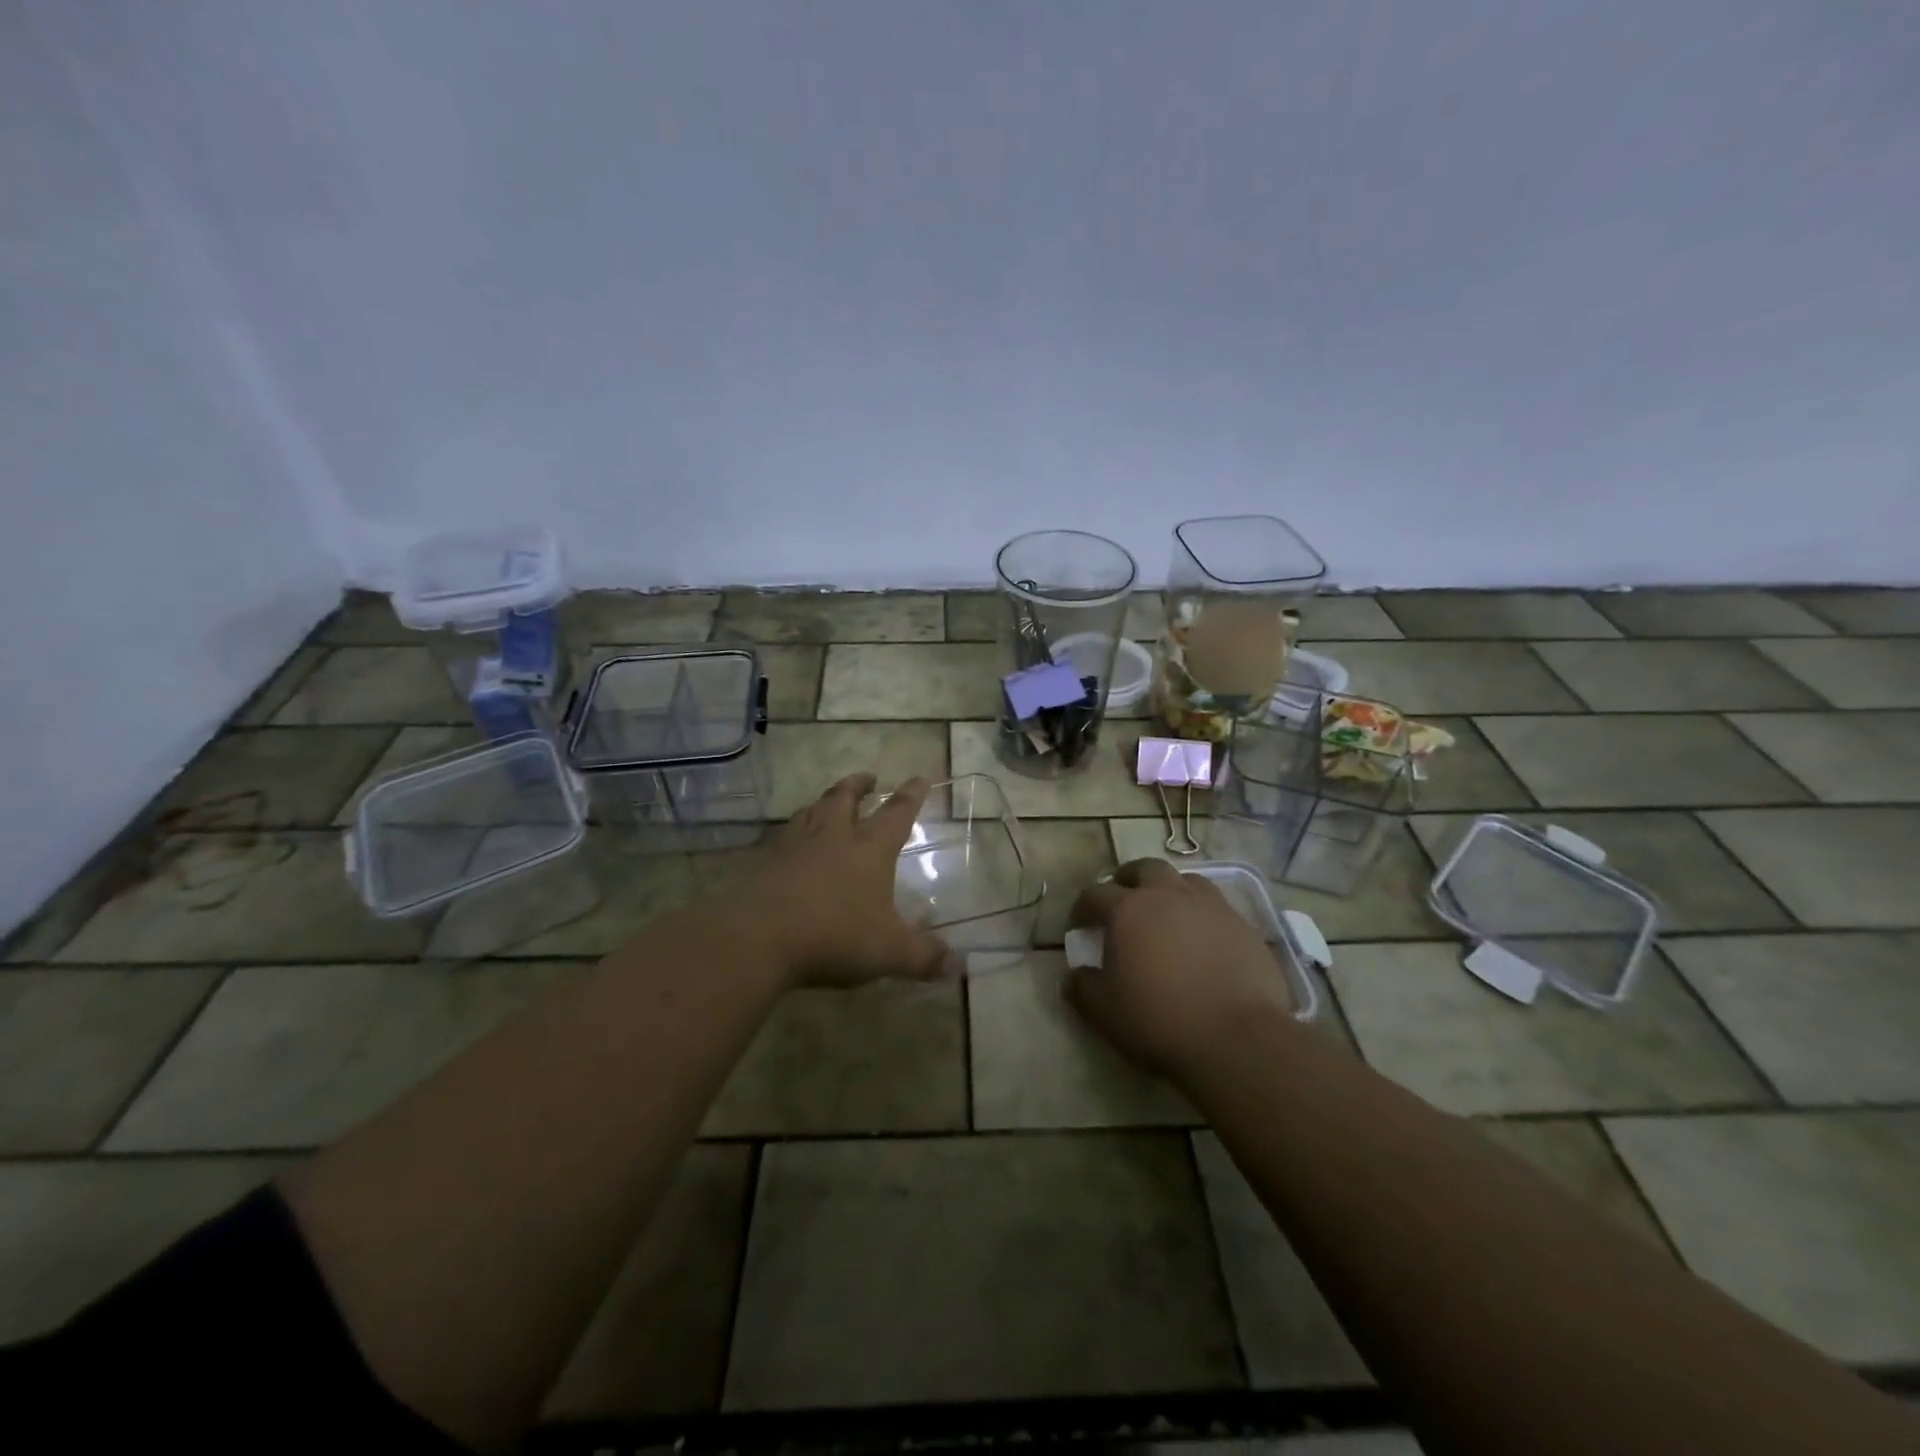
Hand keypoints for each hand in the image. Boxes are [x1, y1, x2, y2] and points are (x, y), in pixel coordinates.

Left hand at [749, 773, 957, 986]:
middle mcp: (833, 836)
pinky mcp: (764, 861)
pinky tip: (791, 843)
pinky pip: (782, 836)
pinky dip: (793, 832)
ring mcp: (794, 845)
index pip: (897, 813)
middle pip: (845, 798)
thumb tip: (960, 964)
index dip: (912, 794)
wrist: (759, 937)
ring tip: (828, 802)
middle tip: (868, 779)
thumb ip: (924, 957)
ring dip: (824, 802)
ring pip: (811, 810)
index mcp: (869, 848)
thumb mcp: (889, 952)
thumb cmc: (835, 936)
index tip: (920, 777)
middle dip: (859, 785)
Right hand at [1066, 858, 1297, 1079]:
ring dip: (1170, 890)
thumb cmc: (1159, 1020)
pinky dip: (1202, 915)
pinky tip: (1203, 940)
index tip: (1080, 925)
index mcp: (1127, 910)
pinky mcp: (1243, 925)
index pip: (1095, 894)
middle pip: (1144, 869)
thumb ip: (1082, 987)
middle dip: (1128, 880)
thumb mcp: (1104, 1011)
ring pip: (1185, 880)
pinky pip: (1216, 907)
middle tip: (1123, 902)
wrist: (1237, 1038)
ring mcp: (1210, 906)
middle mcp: (1167, 895)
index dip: (1083, 907)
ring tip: (1166, 914)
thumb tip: (1074, 975)